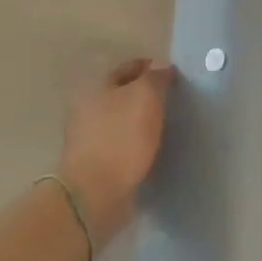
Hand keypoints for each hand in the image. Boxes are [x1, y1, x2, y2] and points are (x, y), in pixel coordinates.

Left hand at [57, 57, 174, 248]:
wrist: (95, 194)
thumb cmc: (121, 139)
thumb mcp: (144, 97)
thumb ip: (154, 78)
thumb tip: (161, 66)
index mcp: (95, 87)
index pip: (128, 68)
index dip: (151, 68)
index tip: (174, 77)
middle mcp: (87, 109)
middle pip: (123, 94)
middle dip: (146, 95)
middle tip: (173, 101)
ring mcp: (89, 138)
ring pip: (122, 120)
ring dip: (141, 121)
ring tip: (167, 126)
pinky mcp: (96, 164)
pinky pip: (122, 145)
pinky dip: (136, 144)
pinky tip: (152, 149)